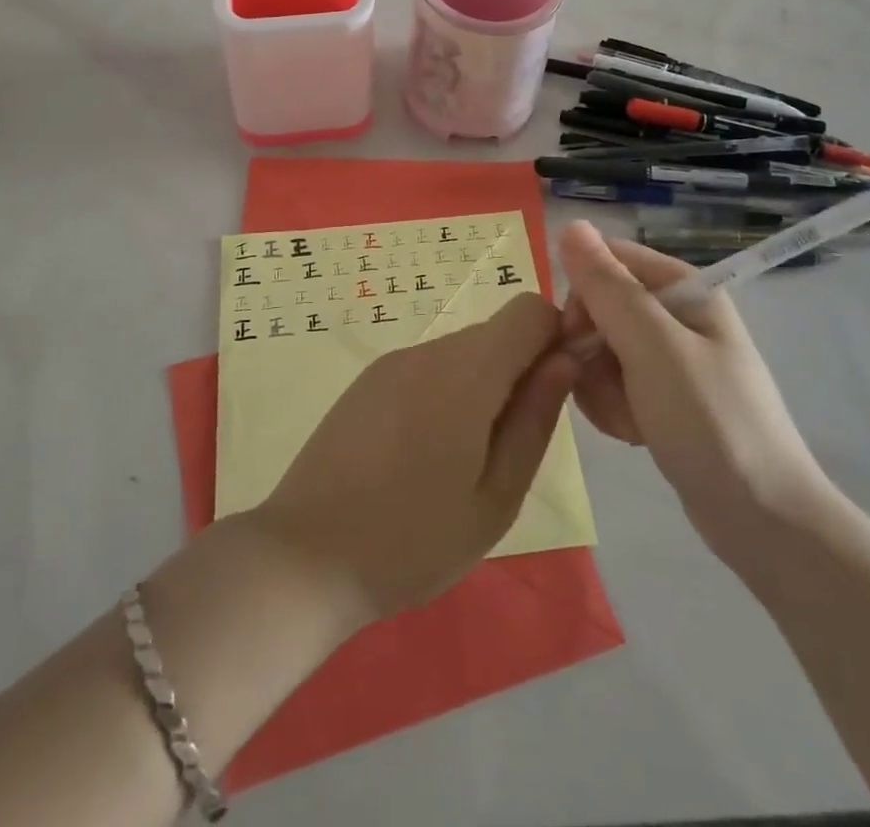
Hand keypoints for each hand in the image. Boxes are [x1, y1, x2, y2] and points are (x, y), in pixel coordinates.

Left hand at [253, 293, 578, 620]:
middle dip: (517, 373)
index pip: (528, 312)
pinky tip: (422, 455)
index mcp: (466, 373)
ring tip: (460, 462)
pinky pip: (426, 369)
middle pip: (495, 334)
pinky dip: (444, 394)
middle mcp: (427, 350)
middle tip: (506, 450)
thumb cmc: (413, 540)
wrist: (305, 557)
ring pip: (461, 353)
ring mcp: (391, 363)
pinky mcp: (367, 381)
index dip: (553, 340)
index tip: (552, 394)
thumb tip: (564, 359)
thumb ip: (534, 419)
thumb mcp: (496, 497)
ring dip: (479, 389)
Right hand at [557, 221, 832, 563]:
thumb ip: (609, 288)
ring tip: (628, 419)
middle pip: (598, 307)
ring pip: (598, 350)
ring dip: (599, 386)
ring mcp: (668, 359)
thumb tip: (571, 224)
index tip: (575, 335)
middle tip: (607, 386)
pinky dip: (612, 408)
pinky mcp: (661, 397)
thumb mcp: (653, 349)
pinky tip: (633, 433)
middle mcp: (674, 315)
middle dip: (590, 349)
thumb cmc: (711, 423)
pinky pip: (612, 384)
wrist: (763, 522)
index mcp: (683, 289)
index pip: (607, 261)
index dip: (582, 292)